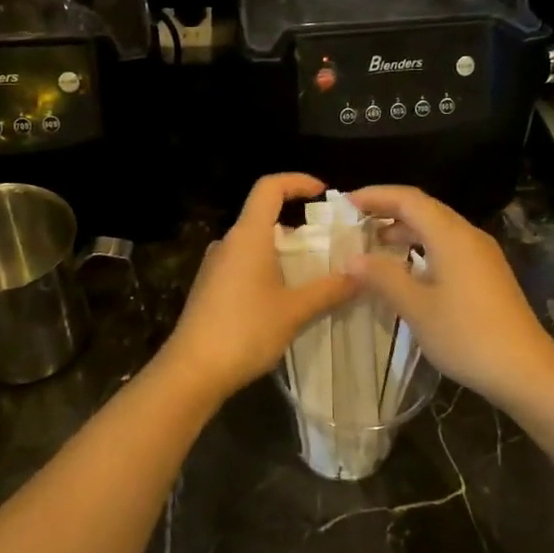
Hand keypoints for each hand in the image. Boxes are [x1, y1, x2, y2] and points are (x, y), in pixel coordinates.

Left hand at [156, 174, 356, 404]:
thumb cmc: (245, 331)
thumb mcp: (295, 311)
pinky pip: (243, 264)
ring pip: (254, 243)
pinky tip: (284, 296)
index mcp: (248, 236)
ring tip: (313, 273)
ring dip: (283, 251)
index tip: (323, 193)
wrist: (192, 371)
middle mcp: (228, 242)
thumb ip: (330, 290)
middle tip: (329, 244)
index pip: (269, 187)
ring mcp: (215, 265)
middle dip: (298, 225)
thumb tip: (361, 274)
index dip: (296, 181)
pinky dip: (267, 268)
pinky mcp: (209, 287)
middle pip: (263, 216)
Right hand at [345, 185, 553, 409]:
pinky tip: (407, 269)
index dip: (375, 196)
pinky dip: (422, 248)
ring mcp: (482, 255)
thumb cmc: (467, 335)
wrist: (526, 370)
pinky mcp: (487, 274)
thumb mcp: (416, 308)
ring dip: (405, 231)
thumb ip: (383, 278)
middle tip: (354, 223)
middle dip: (388, 211)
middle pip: (425, 209)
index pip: (408, 198)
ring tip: (374, 245)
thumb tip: (352, 259)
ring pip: (438, 229)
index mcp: (451, 236)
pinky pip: (449, 247)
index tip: (345, 204)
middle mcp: (468, 236)